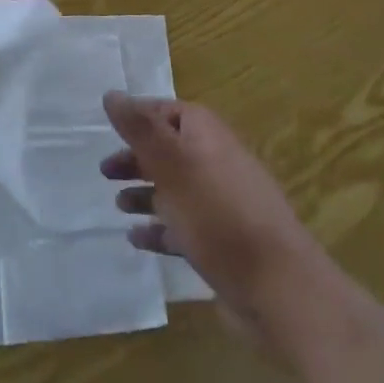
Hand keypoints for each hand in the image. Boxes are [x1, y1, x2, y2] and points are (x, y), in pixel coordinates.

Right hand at [101, 91, 314, 340]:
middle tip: (105, 172)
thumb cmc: (217, 214)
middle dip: (137, 159)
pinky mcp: (223, 242)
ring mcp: (222, 204)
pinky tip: (136, 239)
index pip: (168, 111)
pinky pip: (184, 226)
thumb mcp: (171, 163)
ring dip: (145, 194)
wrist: (278, 288)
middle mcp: (216, 162)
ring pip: (175, 189)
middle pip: (170, 151)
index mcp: (207, 136)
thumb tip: (111, 94)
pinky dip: (159, 228)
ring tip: (118, 206)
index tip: (109, 130)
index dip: (139, 117)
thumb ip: (140, 128)